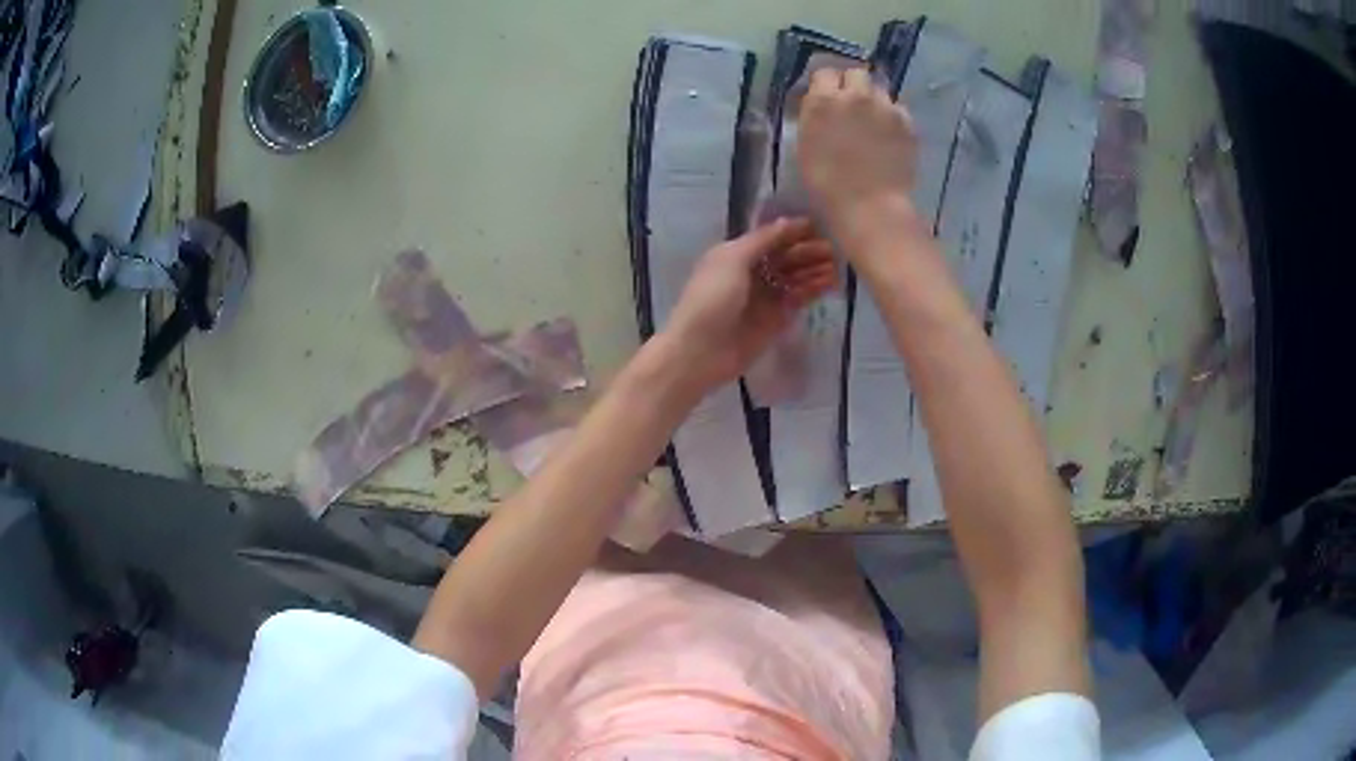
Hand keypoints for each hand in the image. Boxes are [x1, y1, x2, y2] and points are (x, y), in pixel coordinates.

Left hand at [661, 218, 836, 392]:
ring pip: (795, 278)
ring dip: (814, 270)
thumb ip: (762, 240)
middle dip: (808, 251)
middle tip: (833, 250)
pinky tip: (830, 284)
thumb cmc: (711, 299)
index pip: (771, 237)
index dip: (793, 231)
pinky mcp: (776, 319)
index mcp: (736, 254)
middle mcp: (752, 272)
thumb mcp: (732, 260)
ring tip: (837, 267)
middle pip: (786, 257)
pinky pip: (798, 299)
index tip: (819, 225)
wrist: (700, 351)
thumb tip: (786, 222)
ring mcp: (765, 297)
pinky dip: (813, 290)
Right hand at [797, 67, 922, 253]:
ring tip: (874, 123)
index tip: (828, 98)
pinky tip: (890, 138)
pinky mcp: (907, 123)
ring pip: (880, 90)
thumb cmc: (826, 186)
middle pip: (857, 73)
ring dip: (875, 101)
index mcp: (822, 101)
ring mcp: (885, 107)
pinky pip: (898, 110)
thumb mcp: (806, 145)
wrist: (869, 207)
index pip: (825, 73)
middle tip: (853, 107)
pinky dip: (893, 118)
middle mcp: (855, 95)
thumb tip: (822, 106)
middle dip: (854, 86)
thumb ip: (815, 117)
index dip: (827, 85)